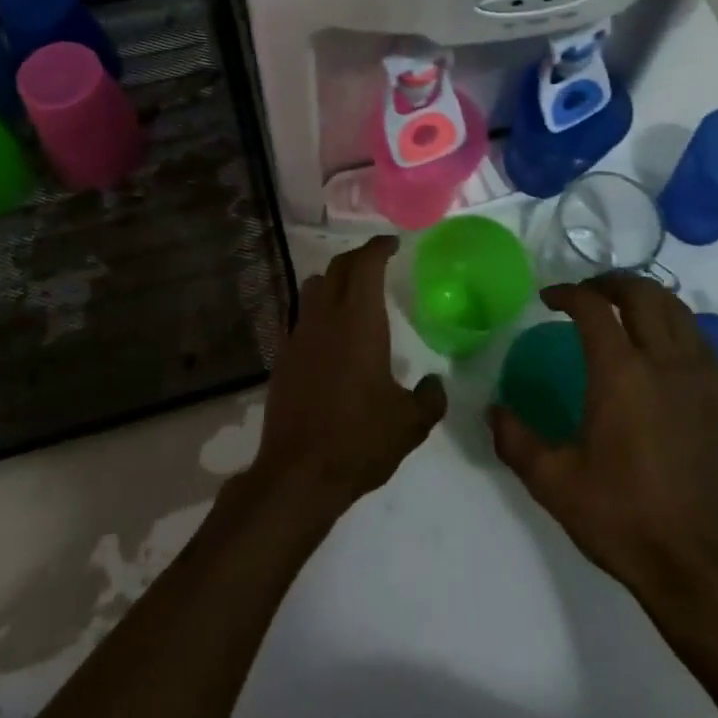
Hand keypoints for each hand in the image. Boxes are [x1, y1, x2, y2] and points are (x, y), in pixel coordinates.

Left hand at [254, 236, 447, 513]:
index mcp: (358, 320)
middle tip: (377, 263)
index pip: (365, 264)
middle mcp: (325, 317)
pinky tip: (327, 332)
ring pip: (312, 287)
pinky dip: (315, 310)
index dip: (378, 247)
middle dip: (358, 258)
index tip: (392, 244)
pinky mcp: (282, 356)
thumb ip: (430, 398)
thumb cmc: (359, 439)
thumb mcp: (410, 423)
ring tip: (351, 293)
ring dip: (332, 280)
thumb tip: (434, 385)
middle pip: (337, 268)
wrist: (298, 473)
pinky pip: (298, 316)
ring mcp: (298, 335)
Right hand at [489, 273, 717, 602]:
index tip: (547, 299)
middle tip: (584, 293)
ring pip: (676, 308)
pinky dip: (674, 319)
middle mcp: (663, 362)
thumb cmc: (620, 516)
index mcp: (621, 374)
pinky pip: (698, 335)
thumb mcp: (553, 481)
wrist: (693, 562)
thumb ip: (515, 438)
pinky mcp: (717, 396)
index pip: (594, 307)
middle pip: (641, 293)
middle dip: (609, 282)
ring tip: (619, 306)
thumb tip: (491, 409)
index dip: (567, 293)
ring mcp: (697, 377)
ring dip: (644, 295)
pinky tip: (658, 338)